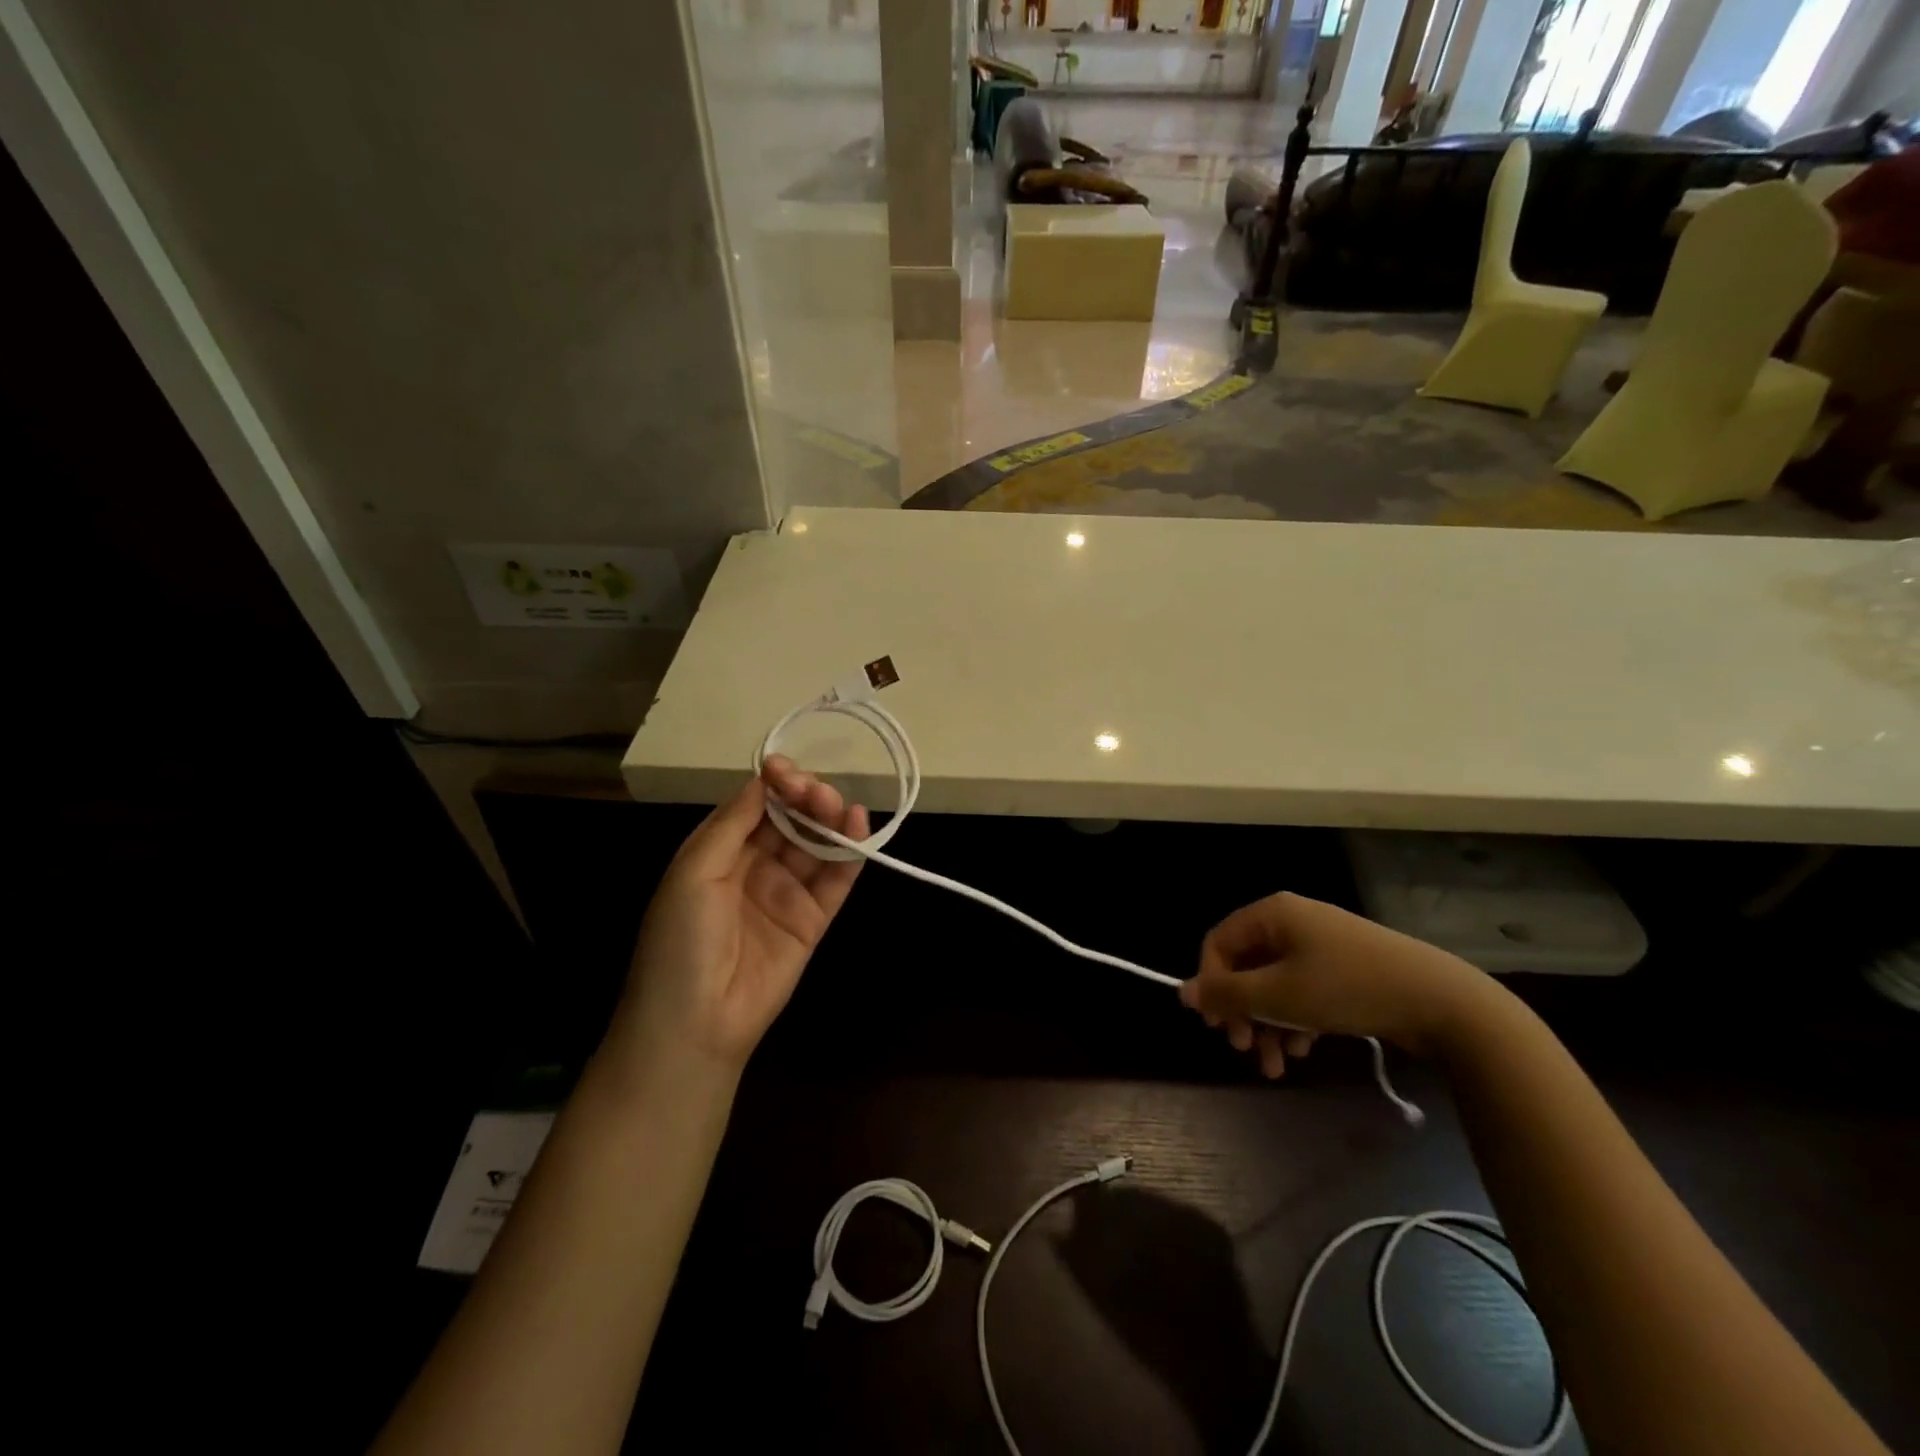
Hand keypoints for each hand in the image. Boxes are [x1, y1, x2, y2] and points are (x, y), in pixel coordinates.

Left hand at [615, 758, 868, 1075]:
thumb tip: (763, 779)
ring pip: (816, 843)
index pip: (755, 805)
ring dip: (830, 818)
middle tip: (814, 792)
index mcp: (720, 851)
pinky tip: (859, 824)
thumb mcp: (694, 872)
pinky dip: (851, 851)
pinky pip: (836, 878)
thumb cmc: (680, 940)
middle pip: (790, 820)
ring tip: (838, 805)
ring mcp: (786, 892)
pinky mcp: (814, 918)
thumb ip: (733, 824)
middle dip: (804, 798)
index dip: (773, 784)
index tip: (785, 770)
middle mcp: (755, 865)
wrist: (695, 1023)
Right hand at [1179, 892, 1490, 1076]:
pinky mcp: (1345, 969)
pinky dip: (1296, 1020)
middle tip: (1244, 1049)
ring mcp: (1321, 945)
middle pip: (1247, 966)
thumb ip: (1226, 995)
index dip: (1211, 984)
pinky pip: (1303, 990)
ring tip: (1276, 1067)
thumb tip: (1182, 992)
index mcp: (1273, 914)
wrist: (1442, 1002)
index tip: (1217, 1026)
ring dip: (1268, 1025)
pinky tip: (1304, 1051)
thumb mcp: (1279, 996)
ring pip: (1275, 984)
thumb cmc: (1347, 989)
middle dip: (1242, 1012)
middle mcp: (1293, 921)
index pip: (1219, 944)